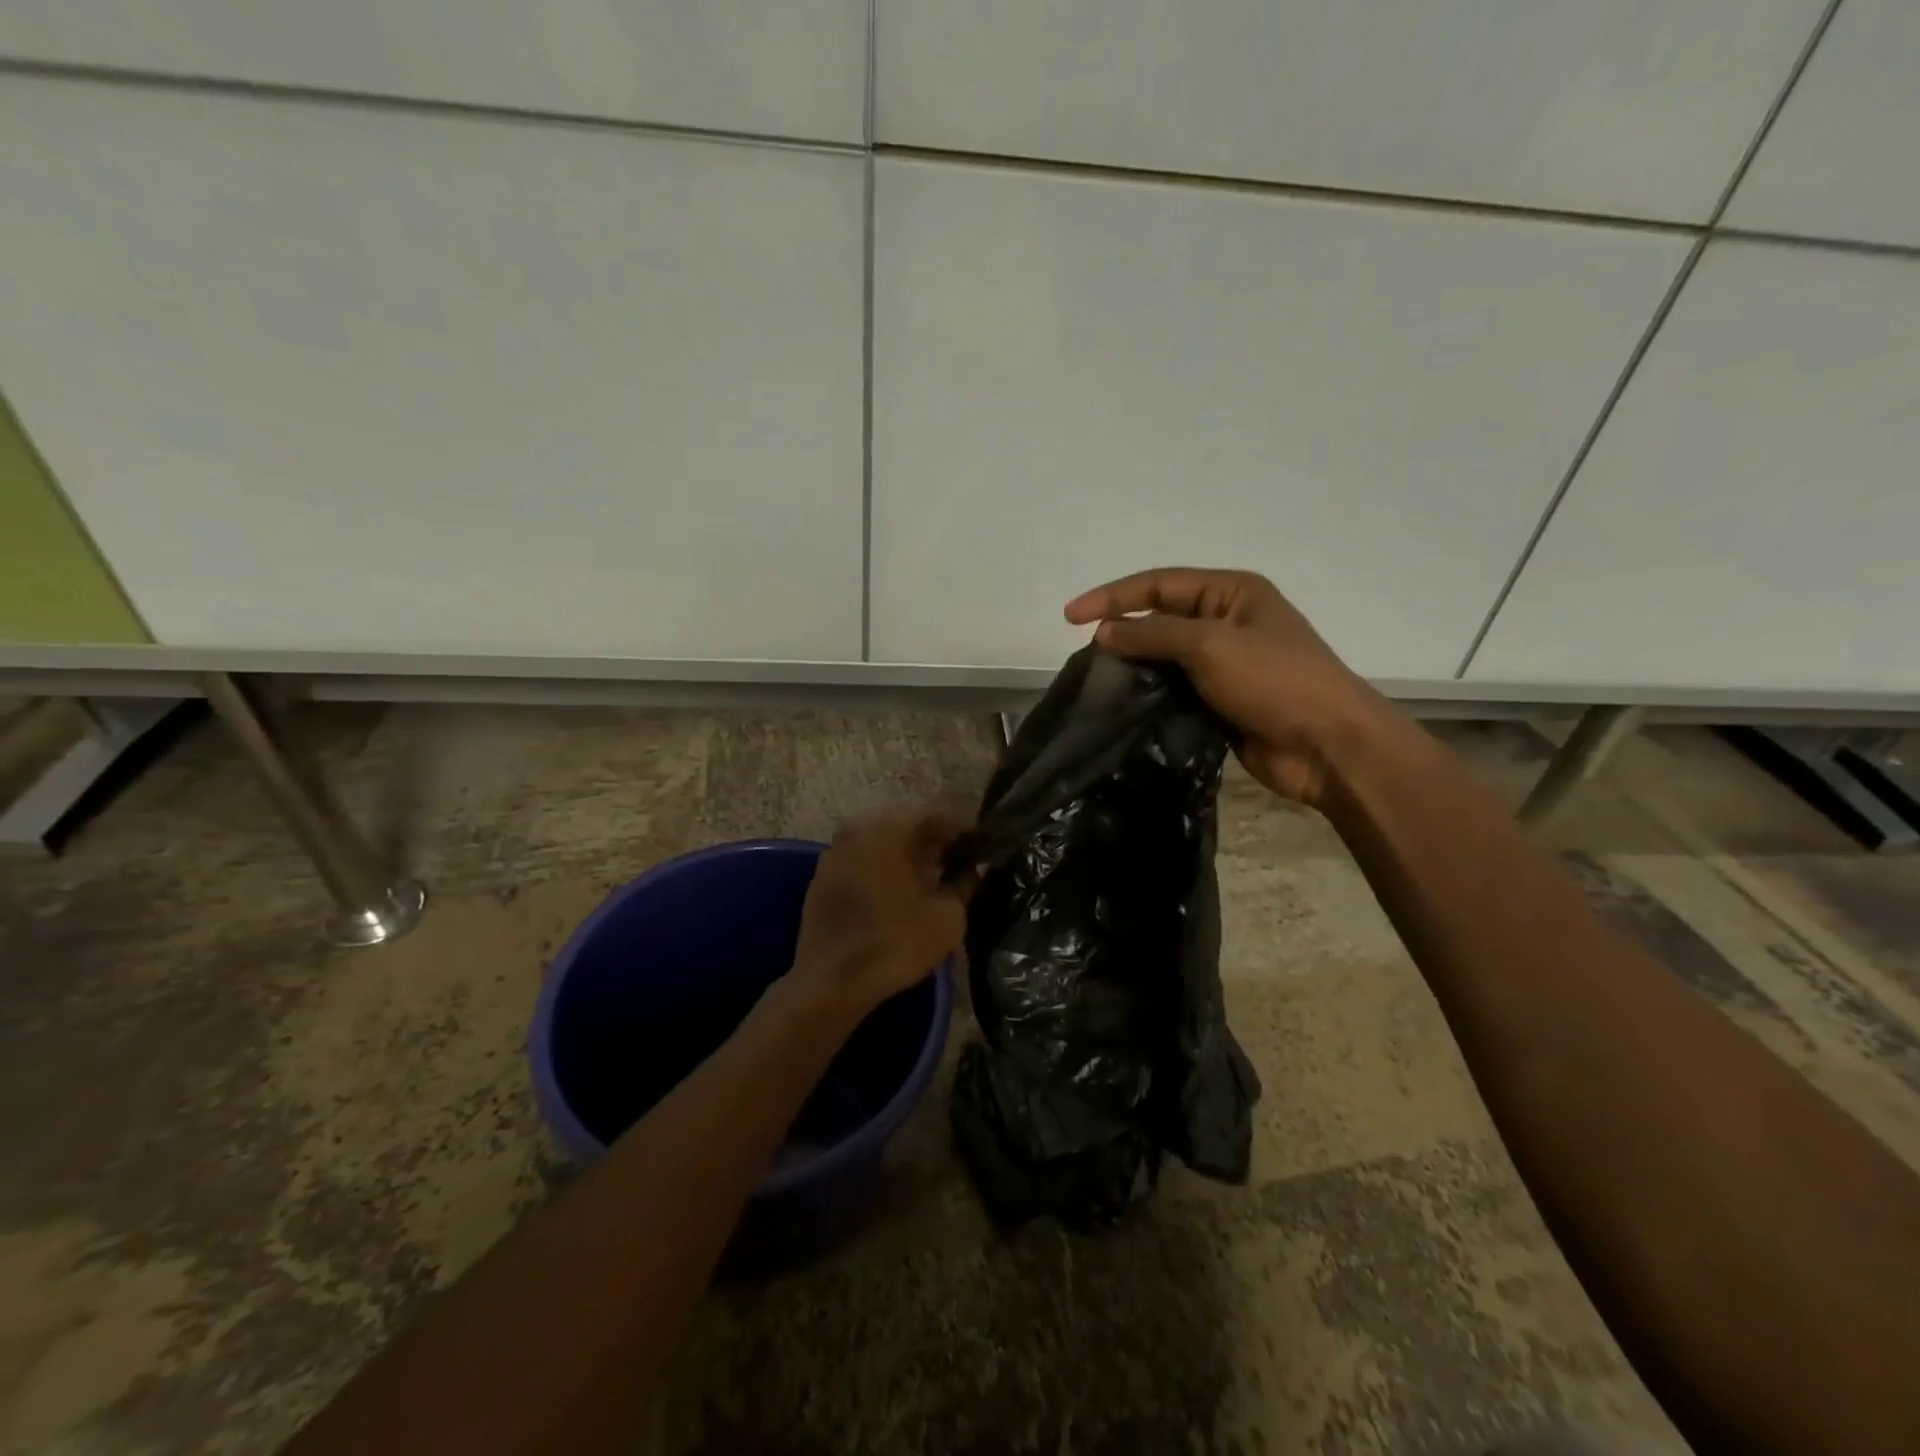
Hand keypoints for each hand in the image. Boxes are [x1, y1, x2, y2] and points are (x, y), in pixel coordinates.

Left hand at [789, 807, 973, 1020]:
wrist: (832, 981)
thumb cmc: (896, 942)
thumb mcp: (947, 916)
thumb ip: (966, 883)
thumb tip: (978, 867)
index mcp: (892, 829)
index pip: (937, 817)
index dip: (963, 834)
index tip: (981, 851)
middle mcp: (859, 828)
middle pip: (906, 826)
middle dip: (933, 843)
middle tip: (957, 866)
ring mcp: (835, 851)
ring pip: (881, 843)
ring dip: (906, 856)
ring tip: (929, 882)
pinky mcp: (821, 876)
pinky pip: (861, 861)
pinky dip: (881, 869)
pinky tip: (897, 894)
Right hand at [1064, 567, 1394, 807]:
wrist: (1327, 746)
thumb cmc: (1275, 681)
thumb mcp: (1210, 644)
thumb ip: (1153, 634)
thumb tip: (1104, 633)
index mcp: (1231, 593)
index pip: (1159, 584)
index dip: (1112, 596)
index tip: (1070, 617)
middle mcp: (1226, 622)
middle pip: (1160, 618)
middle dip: (1122, 630)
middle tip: (1085, 655)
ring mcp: (1224, 665)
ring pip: (1164, 658)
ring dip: (1133, 667)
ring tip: (1097, 683)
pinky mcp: (1219, 702)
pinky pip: (1174, 691)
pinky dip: (1149, 696)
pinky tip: (1122, 708)